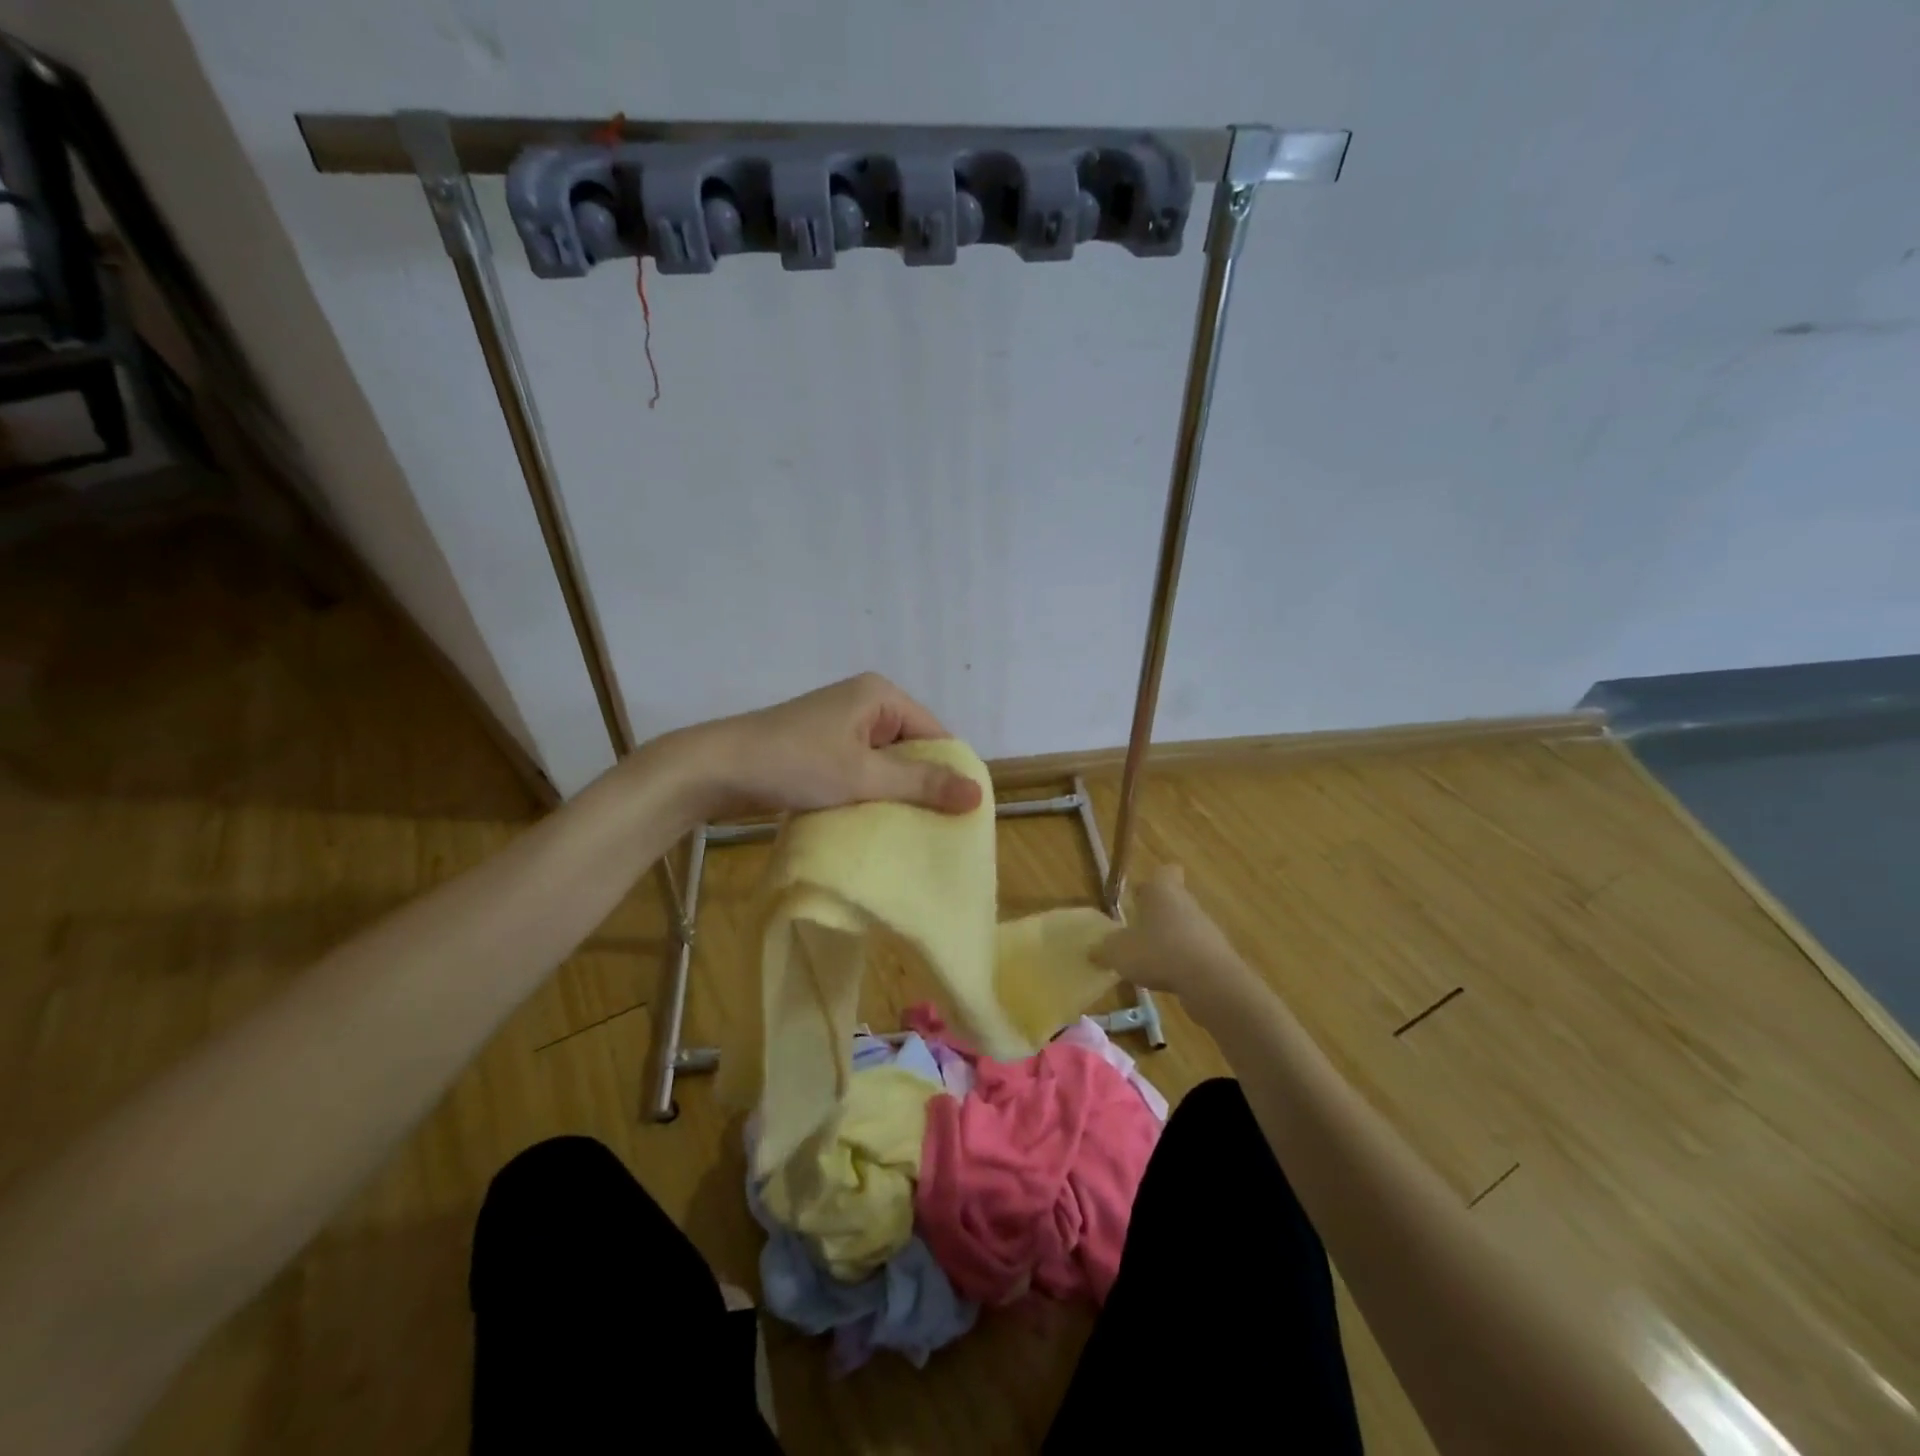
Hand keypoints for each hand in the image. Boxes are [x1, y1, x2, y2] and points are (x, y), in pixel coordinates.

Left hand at [668, 673, 984, 819]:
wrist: (716, 768)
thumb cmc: (796, 763)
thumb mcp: (864, 776)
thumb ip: (922, 783)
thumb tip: (979, 794)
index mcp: (881, 695)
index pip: (936, 734)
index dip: (950, 772)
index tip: (961, 815)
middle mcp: (865, 702)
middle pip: (912, 747)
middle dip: (922, 785)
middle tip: (939, 828)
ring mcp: (841, 724)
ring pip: (886, 762)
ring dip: (895, 792)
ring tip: (911, 830)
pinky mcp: (823, 746)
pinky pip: (862, 769)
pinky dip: (870, 792)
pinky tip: (875, 820)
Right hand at [1095, 864, 1250, 1001]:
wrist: (1211, 982)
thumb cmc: (1159, 952)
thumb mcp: (1118, 952)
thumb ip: (1103, 949)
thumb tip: (1092, 950)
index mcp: (1162, 891)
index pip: (1164, 871)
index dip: (1152, 880)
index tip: (1139, 895)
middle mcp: (1186, 903)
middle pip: (1173, 900)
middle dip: (1156, 914)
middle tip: (1135, 931)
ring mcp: (1205, 928)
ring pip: (1183, 926)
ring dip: (1168, 939)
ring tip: (1147, 960)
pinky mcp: (1216, 954)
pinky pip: (1193, 951)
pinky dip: (1181, 962)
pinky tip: (1166, 978)